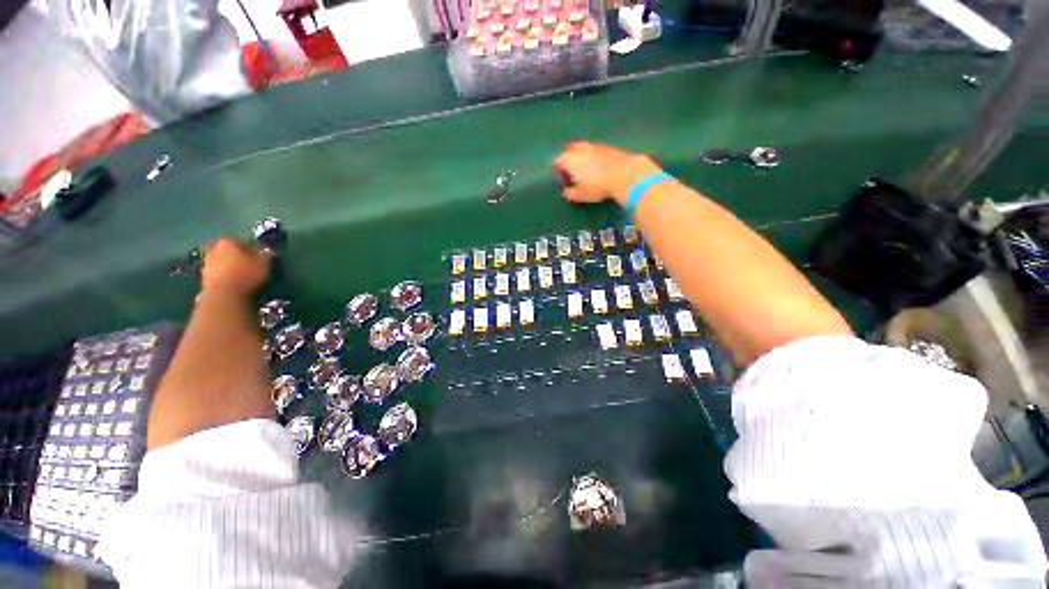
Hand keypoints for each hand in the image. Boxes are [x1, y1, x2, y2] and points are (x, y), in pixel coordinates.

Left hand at [201, 238, 270, 296]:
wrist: (224, 296)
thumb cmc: (246, 275)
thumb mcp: (264, 264)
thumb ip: (266, 254)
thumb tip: (267, 250)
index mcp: (228, 242)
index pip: (243, 242)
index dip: (253, 250)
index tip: (260, 258)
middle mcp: (214, 249)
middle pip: (230, 251)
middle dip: (239, 258)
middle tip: (251, 266)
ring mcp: (206, 264)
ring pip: (223, 262)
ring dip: (231, 267)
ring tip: (243, 277)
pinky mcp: (203, 277)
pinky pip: (219, 274)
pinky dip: (226, 277)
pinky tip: (235, 283)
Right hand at [554, 142, 662, 205]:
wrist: (624, 174)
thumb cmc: (597, 186)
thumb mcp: (581, 195)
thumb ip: (570, 193)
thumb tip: (566, 191)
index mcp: (569, 159)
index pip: (557, 161)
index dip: (557, 171)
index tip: (562, 180)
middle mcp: (580, 149)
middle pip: (569, 151)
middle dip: (568, 160)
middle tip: (571, 172)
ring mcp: (595, 146)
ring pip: (583, 149)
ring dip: (581, 157)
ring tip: (585, 170)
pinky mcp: (608, 147)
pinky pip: (595, 151)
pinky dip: (593, 157)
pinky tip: (598, 167)